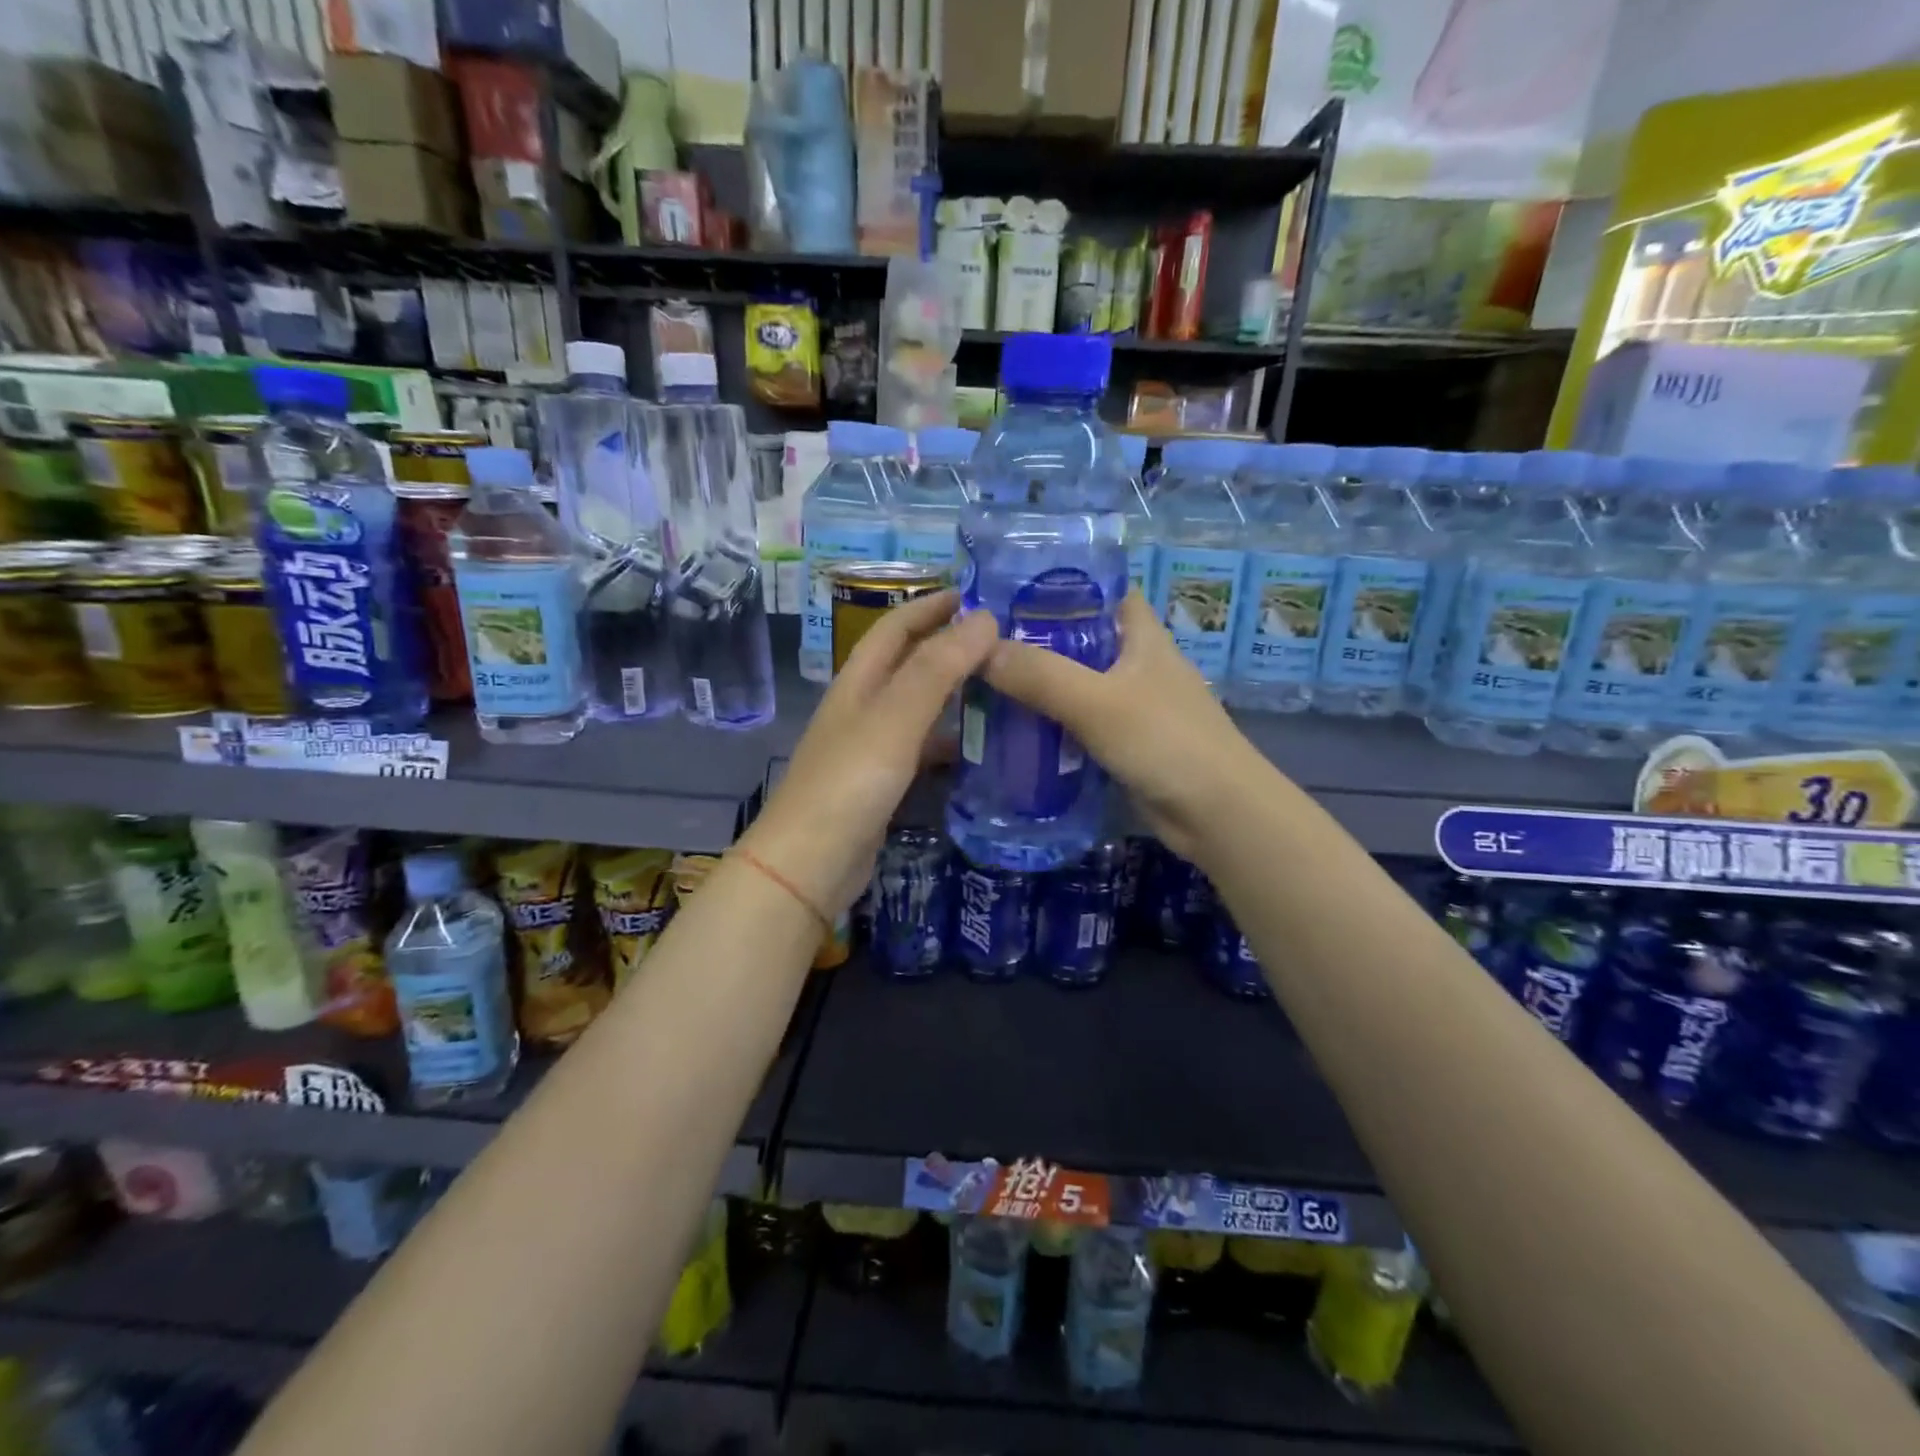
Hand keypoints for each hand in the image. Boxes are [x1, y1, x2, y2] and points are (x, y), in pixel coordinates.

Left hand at [741, 590, 997, 917]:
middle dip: (947, 646)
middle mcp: (862, 709)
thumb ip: (938, 668)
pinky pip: (921, 750)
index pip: (895, 629)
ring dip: (953, 694)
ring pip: (917, 708)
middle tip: (1001, 642)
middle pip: (908, 665)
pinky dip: (948, 742)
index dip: (930, 606)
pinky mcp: (881, 786)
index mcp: (859, 683)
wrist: (809, 865)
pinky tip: (977, 750)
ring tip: (1000, 689)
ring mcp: (870, 750)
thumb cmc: (849, 783)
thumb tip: (984, 617)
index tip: (975, 594)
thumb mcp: (895, 718)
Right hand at [981, 590, 1271, 862]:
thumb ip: (1041, 675)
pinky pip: (1077, 723)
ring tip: (982, 682)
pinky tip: (1012, 729)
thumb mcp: (1098, 702)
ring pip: (1075, 683)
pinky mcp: (1123, 742)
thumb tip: (980, 651)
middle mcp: (1136, 662)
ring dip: (1037, 685)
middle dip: (1033, 638)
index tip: (1005, 589)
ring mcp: (1131, 705)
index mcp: (1141, 635)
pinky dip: (1049, 723)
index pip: (1101, 590)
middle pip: (1079, 638)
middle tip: (977, 642)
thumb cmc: (1166, 741)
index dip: (1059, 584)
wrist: (1218, 814)